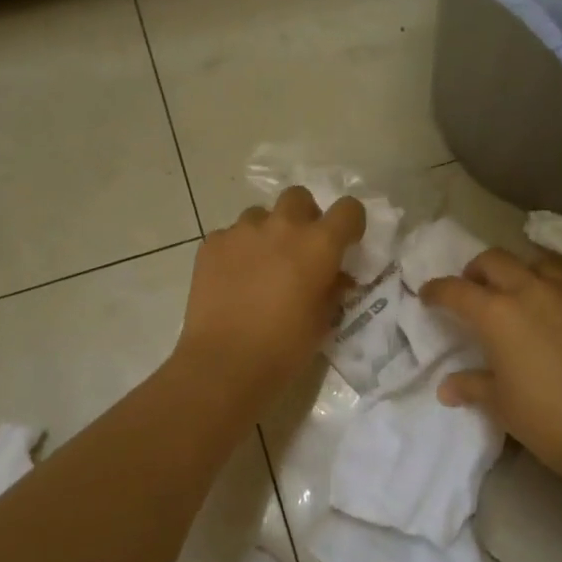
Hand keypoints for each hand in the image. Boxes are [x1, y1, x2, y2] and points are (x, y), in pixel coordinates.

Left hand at [174, 187, 365, 405]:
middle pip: (298, 197)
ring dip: (266, 232)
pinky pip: (230, 235)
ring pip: (260, 215)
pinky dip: (236, 250)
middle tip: (298, 248)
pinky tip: (232, 279)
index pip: (348, 209)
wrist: (224, 364)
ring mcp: (242, 232)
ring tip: (260, 265)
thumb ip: (332, 288)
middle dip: (304, 216)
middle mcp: (282, 226)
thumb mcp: (323, 321)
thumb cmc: (284, 348)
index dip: (349, 223)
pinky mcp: (212, 244)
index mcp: (318, 244)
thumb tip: (335, 276)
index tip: (344, 242)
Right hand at [422, 248, 561, 477]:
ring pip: (541, 259)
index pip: (455, 291)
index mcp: (497, 314)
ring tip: (524, 287)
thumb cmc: (547, 421)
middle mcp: (531, 290)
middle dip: (477, 270)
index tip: (428, 295)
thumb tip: (446, 388)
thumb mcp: (501, 405)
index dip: (436, 290)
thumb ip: (472, 386)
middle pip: (495, 260)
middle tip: (475, 288)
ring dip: (524, 269)